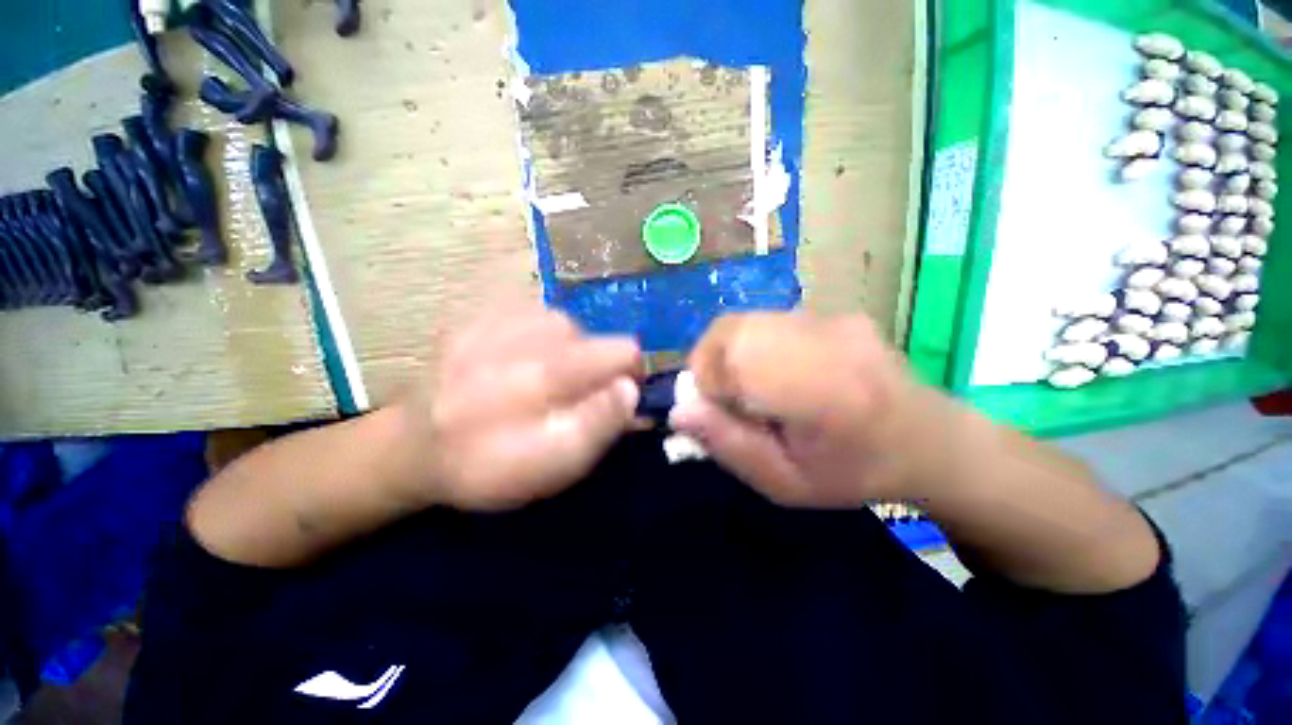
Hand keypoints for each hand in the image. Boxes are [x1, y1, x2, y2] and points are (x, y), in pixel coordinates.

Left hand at [394, 305, 641, 510]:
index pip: (618, 353)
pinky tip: (521, 358)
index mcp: (540, 381)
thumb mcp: (554, 466)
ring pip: (563, 324)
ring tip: (545, 377)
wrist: (412, 448)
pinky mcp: (473, 315)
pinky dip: (539, 337)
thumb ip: (600, 424)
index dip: (631, 372)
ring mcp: (490, 322)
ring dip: (567, 352)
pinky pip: (531, 314)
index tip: (621, 393)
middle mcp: (519, 341)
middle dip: (596, 367)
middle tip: (573, 395)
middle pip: (593, 337)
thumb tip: (631, 387)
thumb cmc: (490, 467)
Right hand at [670, 312, 934, 507]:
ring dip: (728, 353)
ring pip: (745, 321)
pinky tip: (775, 372)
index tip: (712, 412)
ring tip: (749, 387)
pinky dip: (751, 345)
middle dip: (709, 364)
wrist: (930, 441)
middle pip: (732, 329)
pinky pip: (767, 322)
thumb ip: (728, 446)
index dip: (707, 382)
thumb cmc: (854, 474)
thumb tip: (679, 411)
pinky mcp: (833, 313)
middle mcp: (828, 340)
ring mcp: (833, 319)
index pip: (735, 358)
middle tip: (724, 399)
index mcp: (824, 392)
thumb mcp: (785, 483)